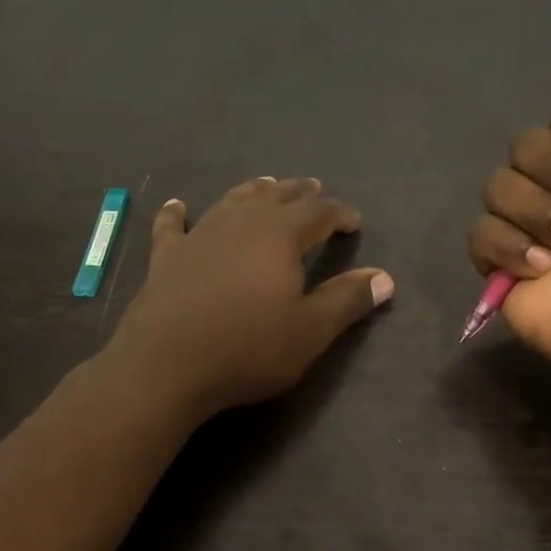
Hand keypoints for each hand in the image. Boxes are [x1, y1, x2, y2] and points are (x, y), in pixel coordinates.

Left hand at [110, 177, 393, 418]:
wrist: (167, 366)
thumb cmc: (248, 349)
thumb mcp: (310, 330)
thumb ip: (347, 300)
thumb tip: (384, 277)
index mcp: (279, 235)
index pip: (318, 212)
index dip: (340, 213)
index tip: (354, 221)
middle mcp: (240, 223)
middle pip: (275, 196)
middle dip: (299, 193)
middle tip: (314, 189)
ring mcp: (199, 236)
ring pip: (231, 201)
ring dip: (253, 191)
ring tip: (266, 185)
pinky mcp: (166, 257)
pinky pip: (172, 226)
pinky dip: (176, 214)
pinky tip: (176, 205)